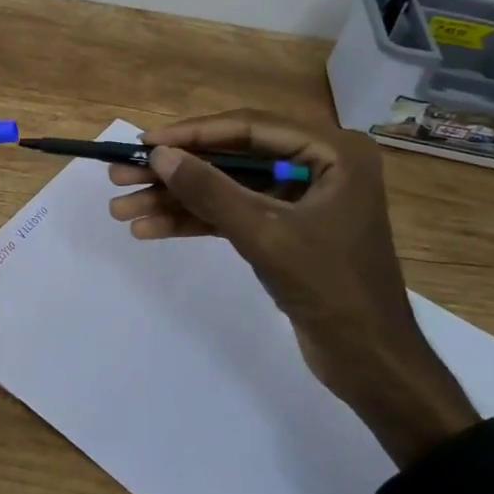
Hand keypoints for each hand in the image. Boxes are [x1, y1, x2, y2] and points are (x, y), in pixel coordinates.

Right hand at [107, 111, 479, 468]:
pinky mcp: (284, 230)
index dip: (192, 134)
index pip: (249, 128)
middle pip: (231, 158)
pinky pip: (232, 215)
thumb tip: (159, 154)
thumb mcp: (265, 235)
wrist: (372, 365)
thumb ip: (211, 191)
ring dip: (176, 200)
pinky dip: (194, 222)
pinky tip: (150, 229)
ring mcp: (298, 199)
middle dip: (175, 172)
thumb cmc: (332, 289)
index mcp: (332, 152)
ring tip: (123, 209)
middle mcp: (317, 165)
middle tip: (122, 175)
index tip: (145, 142)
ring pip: (226, 188)